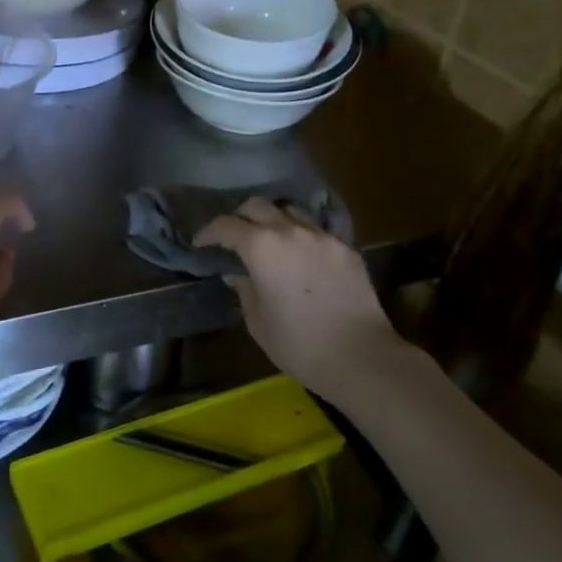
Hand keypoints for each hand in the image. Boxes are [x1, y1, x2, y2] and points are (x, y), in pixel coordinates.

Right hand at [194, 197, 402, 397]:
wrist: (361, 357)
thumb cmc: (300, 344)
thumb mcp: (258, 321)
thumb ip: (244, 289)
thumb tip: (237, 273)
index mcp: (261, 247)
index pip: (225, 225)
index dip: (208, 232)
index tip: (201, 243)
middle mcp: (290, 230)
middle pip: (257, 205)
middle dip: (239, 216)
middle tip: (234, 237)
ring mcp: (322, 236)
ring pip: (290, 210)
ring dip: (274, 220)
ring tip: (270, 240)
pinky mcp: (346, 248)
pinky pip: (317, 231)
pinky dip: (302, 237)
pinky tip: (303, 258)